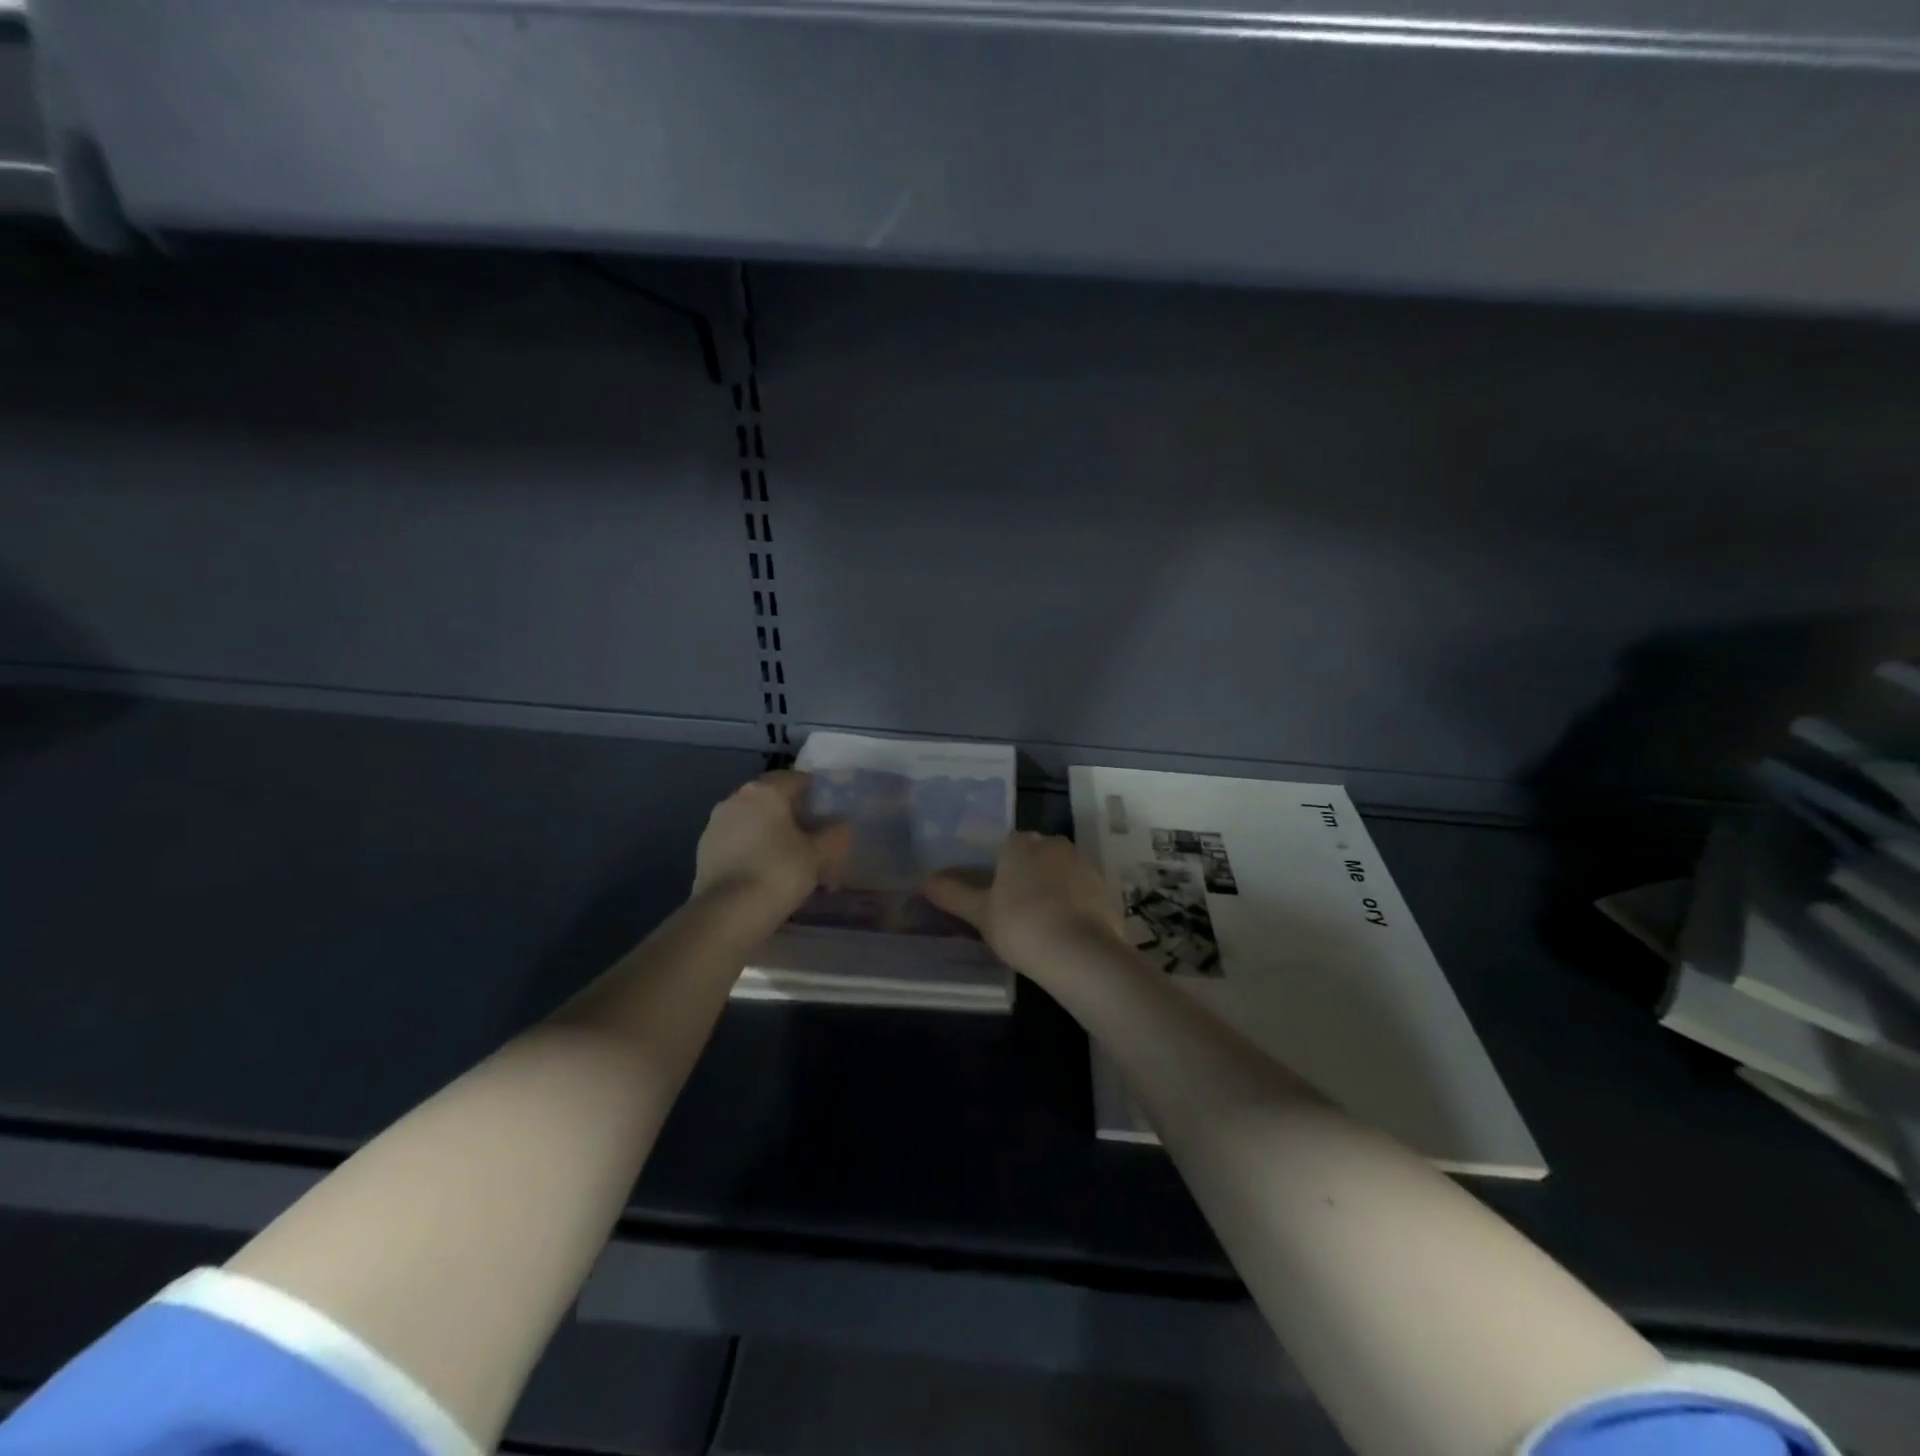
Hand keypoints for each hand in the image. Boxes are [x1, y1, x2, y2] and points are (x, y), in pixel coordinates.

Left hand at [693, 771, 849, 925]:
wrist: (727, 913)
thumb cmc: (779, 873)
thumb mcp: (818, 854)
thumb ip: (834, 834)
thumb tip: (842, 824)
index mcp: (766, 791)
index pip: (797, 779)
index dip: (816, 792)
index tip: (829, 812)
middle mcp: (737, 798)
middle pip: (772, 796)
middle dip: (791, 810)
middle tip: (811, 833)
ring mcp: (716, 822)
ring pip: (752, 817)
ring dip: (769, 827)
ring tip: (788, 853)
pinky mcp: (704, 847)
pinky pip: (736, 837)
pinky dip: (751, 845)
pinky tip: (764, 866)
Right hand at [925, 831, 1120, 975]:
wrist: (1080, 953)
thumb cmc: (1020, 926)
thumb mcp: (980, 914)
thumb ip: (953, 894)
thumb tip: (924, 879)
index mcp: (1020, 844)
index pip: (1008, 844)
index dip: (1002, 866)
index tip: (997, 891)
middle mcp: (1054, 844)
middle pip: (1037, 854)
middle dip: (1029, 873)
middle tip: (1017, 907)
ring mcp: (1084, 864)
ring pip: (1062, 870)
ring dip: (1054, 887)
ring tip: (1043, 921)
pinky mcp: (1105, 888)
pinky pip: (1083, 890)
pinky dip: (1075, 903)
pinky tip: (1067, 929)